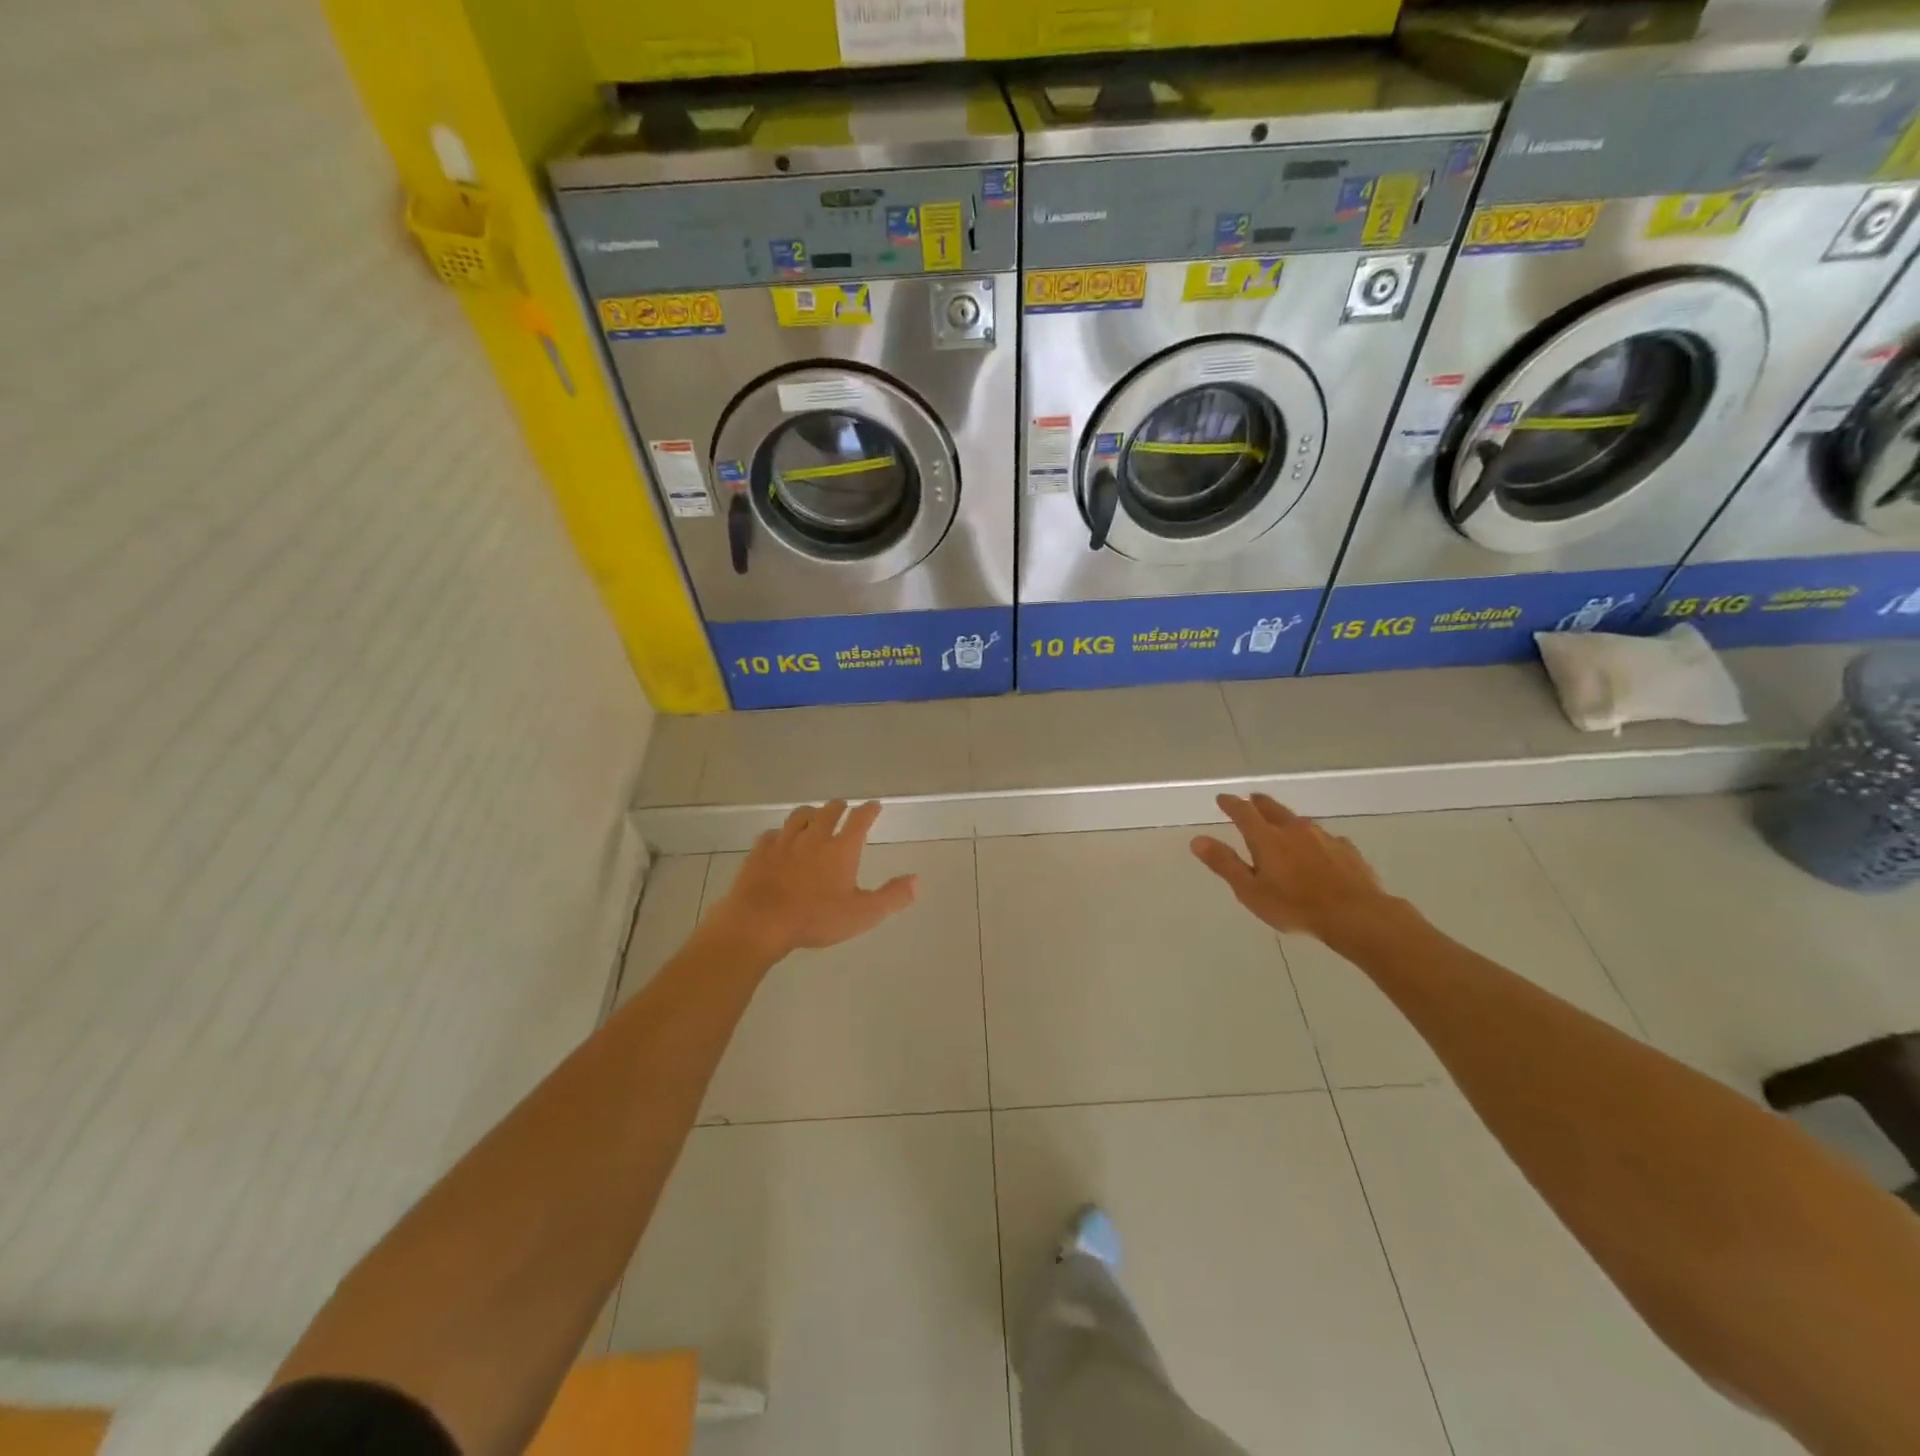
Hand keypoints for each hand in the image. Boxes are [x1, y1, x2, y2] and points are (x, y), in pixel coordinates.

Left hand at [709, 800, 916, 959]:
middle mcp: (814, 837)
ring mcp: (784, 842)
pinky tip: (779, 839)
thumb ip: (891, 897)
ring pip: (799, 817)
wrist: (760, 922)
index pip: (860, 820)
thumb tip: (917, 880)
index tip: (874, 805)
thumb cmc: (815, 919)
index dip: (869, 810)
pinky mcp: (760, 852)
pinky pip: (772, 834)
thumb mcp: (862, 915)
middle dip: (839, 807)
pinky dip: (780, 833)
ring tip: (813, 816)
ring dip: (810, 813)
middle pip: (829, 812)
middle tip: (844, 808)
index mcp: (841, 849)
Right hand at [1191, 794, 1392, 943]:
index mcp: (1267, 838)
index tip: (1222, 799)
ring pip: (1299, 821)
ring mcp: (1323, 837)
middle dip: (1258, 803)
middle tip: (1250, 800)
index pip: (1243, 812)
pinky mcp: (1346, 849)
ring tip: (1281, 825)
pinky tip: (1318, 851)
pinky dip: (1314, 839)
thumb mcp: (1250, 890)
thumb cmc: (1294, 906)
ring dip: (1286, 820)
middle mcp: (1294, 829)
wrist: (1356, 915)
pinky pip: (1325, 838)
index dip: (1230, 804)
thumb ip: (1224, 864)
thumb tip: (1197, 840)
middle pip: (1272, 808)